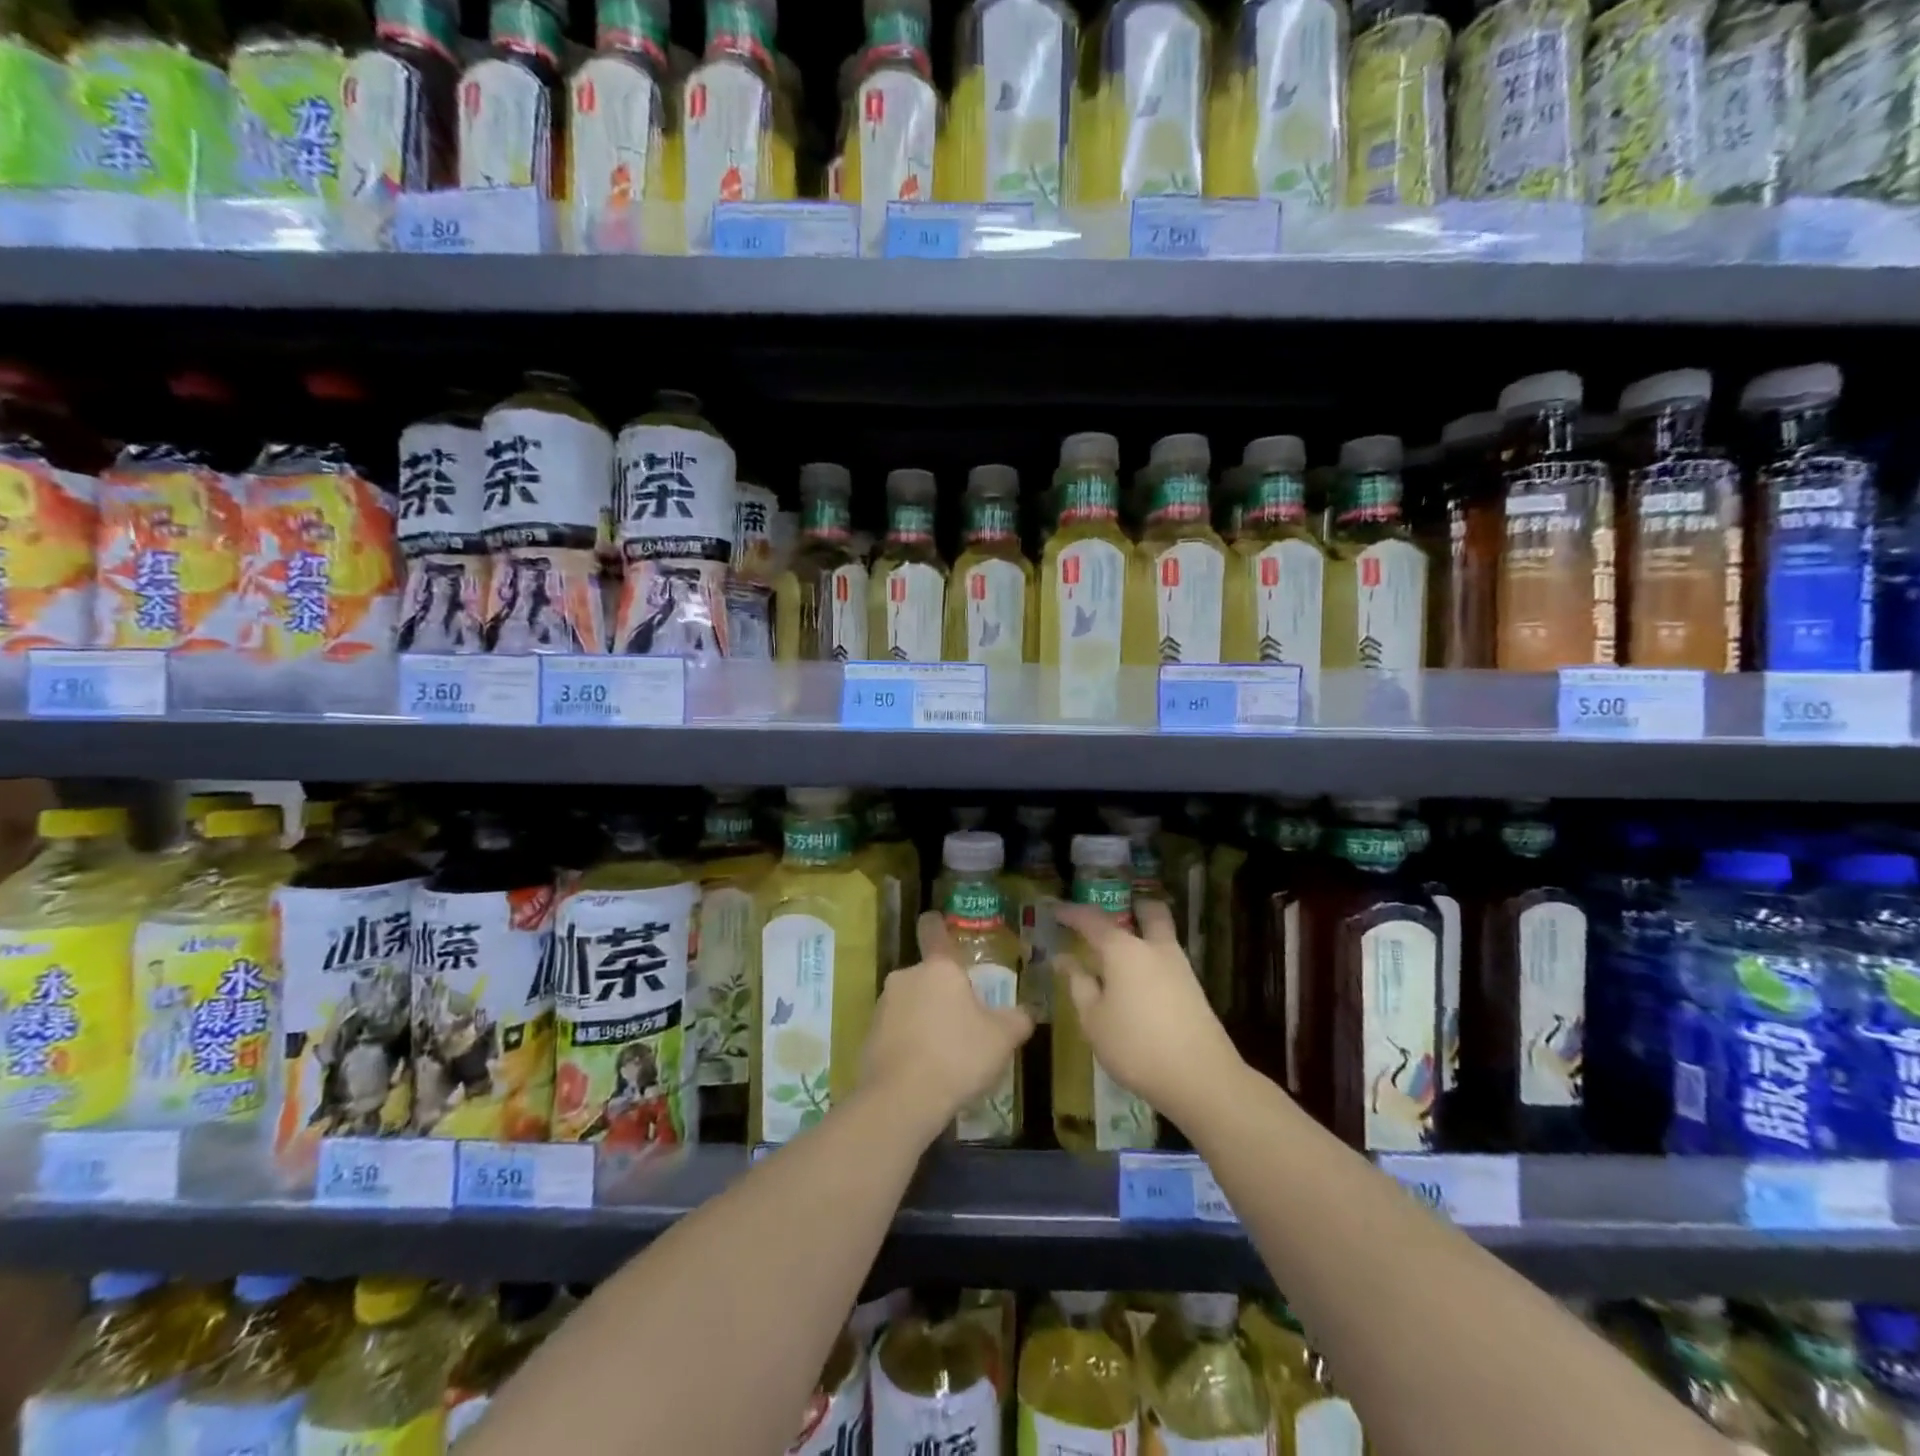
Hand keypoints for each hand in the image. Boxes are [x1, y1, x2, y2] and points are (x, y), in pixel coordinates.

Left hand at [859, 911, 1033, 1141]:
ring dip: (925, 1018)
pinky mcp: (869, 1036)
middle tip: (964, 1020)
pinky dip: (909, 1042)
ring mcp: (883, 1007)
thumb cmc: (957, 1056)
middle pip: (927, 976)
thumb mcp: (1002, 1039)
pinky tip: (924, 1069)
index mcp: (939, 968)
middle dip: (942, 993)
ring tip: (946, 1052)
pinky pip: (896, 1031)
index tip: (937, 920)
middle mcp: (906, 977)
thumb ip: (1017, 1019)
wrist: (901, 1100)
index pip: (935, 932)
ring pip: (911, 1004)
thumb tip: (1028, 1011)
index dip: (937, 924)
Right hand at [1054, 896, 1246, 1124]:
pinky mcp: (1194, 990)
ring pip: (1162, 935)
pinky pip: (1168, 961)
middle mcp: (1154, 948)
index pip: (1092, 920)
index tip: (1056, 911)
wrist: (1201, 1078)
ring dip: (1144, 934)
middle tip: (1111, 918)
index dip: (1072, 913)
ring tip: (1119, 955)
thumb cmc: (1136, 1046)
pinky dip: (1151, 961)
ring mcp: (1179, 967)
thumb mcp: (1094, 1020)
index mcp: (1124, 950)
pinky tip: (1138, 984)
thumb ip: (1079, 985)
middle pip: (1149, 912)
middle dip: (1131, 908)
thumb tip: (1064, 960)